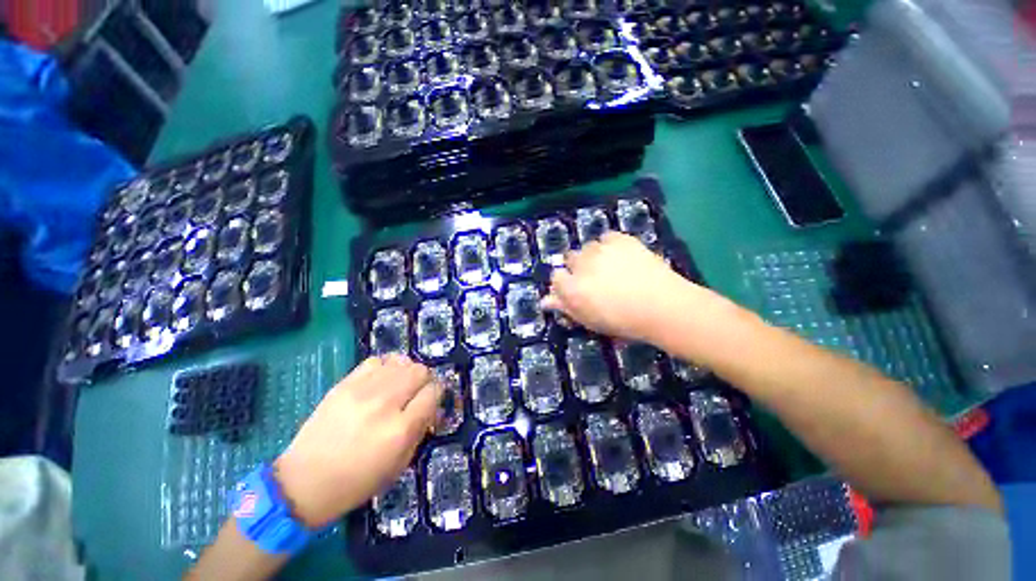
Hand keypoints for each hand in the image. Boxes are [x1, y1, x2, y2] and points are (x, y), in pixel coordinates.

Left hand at [272, 354, 439, 527]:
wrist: (303, 482)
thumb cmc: (357, 482)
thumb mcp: (399, 464)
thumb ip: (421, 430)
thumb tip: (433, 406)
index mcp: (400, 429)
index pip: (433, 392)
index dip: (438, 394)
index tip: (433, 401)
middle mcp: (385, 403)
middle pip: (420, 371)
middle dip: (425, 381)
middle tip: (417, 393)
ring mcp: (362, 391)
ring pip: (401, 361)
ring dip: (407, 372)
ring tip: (400, 385)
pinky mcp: (344, 384)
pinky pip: (376, 360)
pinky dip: (386, 367)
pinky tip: (381, 380)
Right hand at [542, 232, 698, 342]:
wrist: (662, 305)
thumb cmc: (624, 321)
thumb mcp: (590, 320)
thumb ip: (566, 307)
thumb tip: (545, 300)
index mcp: (573, 288)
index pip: (556, 276)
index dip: (564, 282)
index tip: (574, 289)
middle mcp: (582, 265)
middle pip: (570, 258)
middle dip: (577, 267)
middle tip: (594, 279)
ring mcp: (601, 249)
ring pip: (588, 247)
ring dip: (593, 256)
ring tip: (610, 267)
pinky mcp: (621, 239)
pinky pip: (607, 237)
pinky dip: (610, 245)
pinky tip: (620, 256)